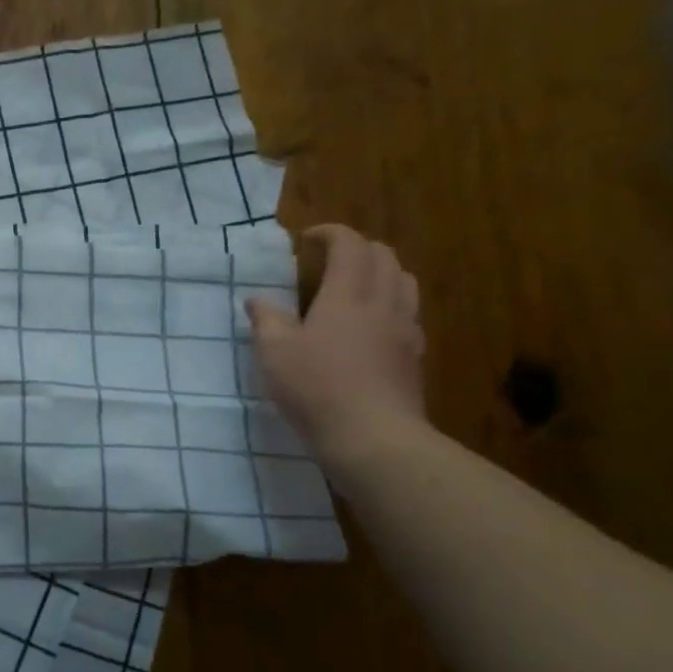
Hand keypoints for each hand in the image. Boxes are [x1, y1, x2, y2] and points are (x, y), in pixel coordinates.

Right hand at [245, 224, 426, 464]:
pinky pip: (409, 313)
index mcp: (347, 295)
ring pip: (404, 281)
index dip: (330, 233)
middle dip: (357, 247)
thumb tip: (258, 300)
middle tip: (330, 259)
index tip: (307, 240)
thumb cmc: (317, 388)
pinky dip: (391, 303)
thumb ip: (266, 320)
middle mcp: (382, 303)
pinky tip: (372, 325)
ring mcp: (405, 330)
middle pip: (384, 256)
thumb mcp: (275, 353)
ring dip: (381, 271)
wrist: (374, 438)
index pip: (349, 245)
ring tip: (356, 286)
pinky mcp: (414, 356)